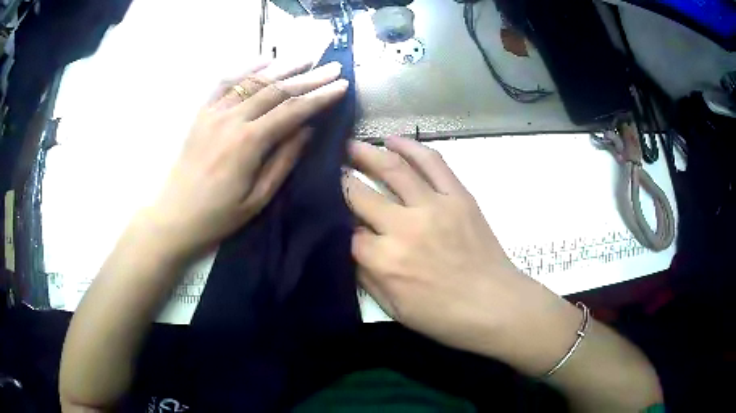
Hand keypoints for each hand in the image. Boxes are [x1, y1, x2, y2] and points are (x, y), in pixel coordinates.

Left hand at [146, 57, 347, 256]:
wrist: (175, 216)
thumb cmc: (219, 215)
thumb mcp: (258, 198)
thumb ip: (283, 160)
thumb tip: (307, 129)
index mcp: (248, 142)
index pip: (292, 110)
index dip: (319, 97)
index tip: (342, 85)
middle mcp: (232, 119)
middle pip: (276, 90)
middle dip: (308, 77)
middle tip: (333, 66)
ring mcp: (214, 112)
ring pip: (253, 81)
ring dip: (282, 67)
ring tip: (306, 58)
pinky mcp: (202, 113)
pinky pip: (225, 83)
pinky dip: (246, 69)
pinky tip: (264, 61)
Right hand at [343, 136, 578, 372]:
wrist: (496, 305)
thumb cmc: (445, 317)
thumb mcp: (395, 310)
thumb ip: (367, 277)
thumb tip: (351, 249)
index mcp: (385, 261)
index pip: (348, 233)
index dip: (340, 227)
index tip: (338, 221)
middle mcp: (404, 227)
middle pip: (360, 194)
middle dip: (341, 180)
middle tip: (331, 168)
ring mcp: (433, 207)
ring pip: (393, 169)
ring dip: (367, 152)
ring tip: (352, 144)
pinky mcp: (459, 196)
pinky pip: (432, 162)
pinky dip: (411, 147)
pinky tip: (394, 141)